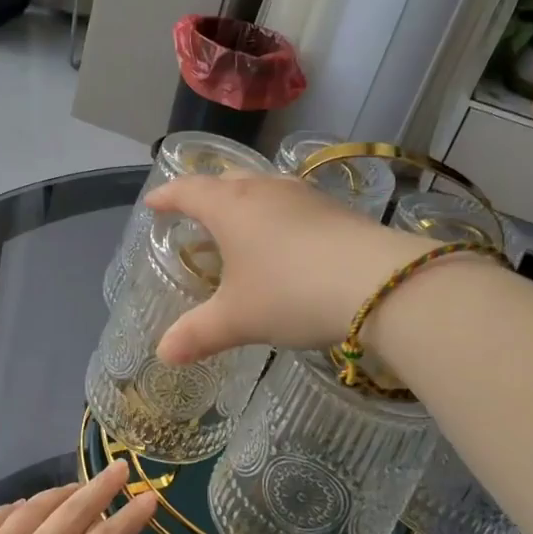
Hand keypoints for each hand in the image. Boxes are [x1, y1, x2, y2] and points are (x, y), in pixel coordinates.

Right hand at [144, 173, 426, 363]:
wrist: (379, 284)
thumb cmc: (290, 293)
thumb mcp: (238, 319)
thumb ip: (198, 334)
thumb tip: (163, 353)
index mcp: (230, 206)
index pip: (188, 190)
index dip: (167, 196)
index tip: (153, 203)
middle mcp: (265, 189)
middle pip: (226, 180)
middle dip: (206, 194)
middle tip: (195, 213)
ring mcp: (304, 195)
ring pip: (264, 188)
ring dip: (246, 203)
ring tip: (240, 227)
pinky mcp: (336, 209)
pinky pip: (293, 204)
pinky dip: (278, 217)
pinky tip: (287, 243)